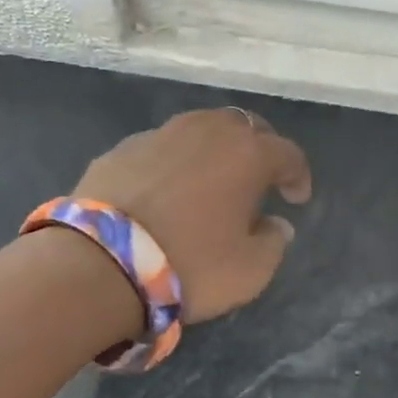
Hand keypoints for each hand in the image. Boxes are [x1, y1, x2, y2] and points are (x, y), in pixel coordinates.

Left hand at [73, 107, 313, 322]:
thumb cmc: (190, 265)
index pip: (288, 153)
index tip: (296, 198)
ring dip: (216, 149)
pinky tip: (167, 188)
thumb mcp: (251, 270)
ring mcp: (161, 134)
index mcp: (247, 154)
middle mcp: (207, 131)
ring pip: (201, 128)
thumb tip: (276, 224)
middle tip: (259, 179)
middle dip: (260, 149)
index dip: (298, 175)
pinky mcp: (122, 148)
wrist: (100, 262)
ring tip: (212, 178)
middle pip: (246, 127)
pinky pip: (163, 147)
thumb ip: (274, 242)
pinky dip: (175, 160)